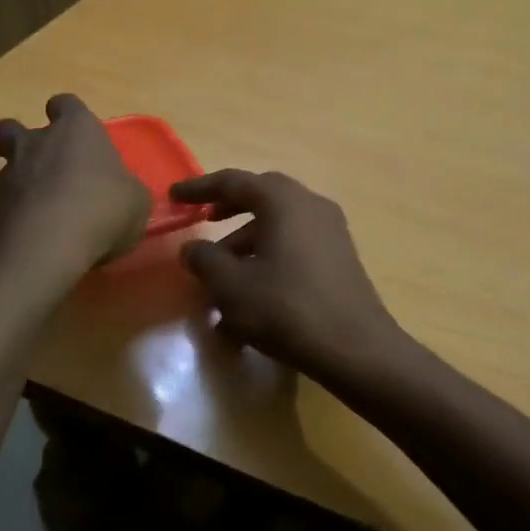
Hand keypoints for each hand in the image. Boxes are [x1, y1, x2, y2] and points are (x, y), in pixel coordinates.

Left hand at [0, 95, 148, 279]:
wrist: (44, 247)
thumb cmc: (102, 210)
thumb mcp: (136, 203)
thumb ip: (127, 190)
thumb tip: (122, 193)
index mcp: (76, 130)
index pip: (66, 104)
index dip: (69, 116)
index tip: (77, 133)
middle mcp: (36, 143)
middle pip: (13, 127)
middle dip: (21, 141)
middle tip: (42, 166)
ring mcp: (7, 174)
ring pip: (4, 166)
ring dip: (19, 182)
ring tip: (40, 211)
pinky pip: (1, 204)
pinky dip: (13, 216)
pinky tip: (31, 237)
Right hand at [173, 170, 406, 381]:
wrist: (355, 348)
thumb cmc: (286, 308)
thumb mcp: (231, 286)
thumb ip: (205, 259)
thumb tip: (192, 247)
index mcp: (283, 201)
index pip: (233, 182)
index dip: (199, 188)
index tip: (174, 196)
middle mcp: (310, 206)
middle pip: (262, 197)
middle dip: (229, 209)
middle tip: (203, 222)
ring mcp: (331, 232)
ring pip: (279, 225)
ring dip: (247, 242)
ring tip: (220, 277)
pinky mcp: (340, 258)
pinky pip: (295, 246)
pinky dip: (269, 258)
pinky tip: (251, 297)